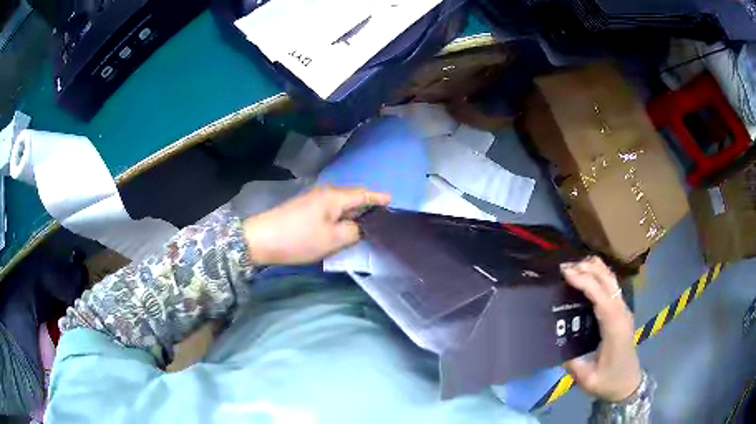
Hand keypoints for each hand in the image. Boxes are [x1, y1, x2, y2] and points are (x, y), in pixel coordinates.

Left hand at [242, 186, 389, 264]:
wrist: (261, 239)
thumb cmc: (299, 239)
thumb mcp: (332, 239)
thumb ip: (353, 232)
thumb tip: (359, 227)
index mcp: (334, 196)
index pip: (363, 194)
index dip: (378, 198)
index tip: (392, 201)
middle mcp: (325, 192)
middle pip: (353, 196)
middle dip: (368, 205)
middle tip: (383, 218)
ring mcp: (313, 199)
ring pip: (341, 203)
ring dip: (353, 211)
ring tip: (366, 223)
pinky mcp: (305, 208)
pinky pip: (330, 209)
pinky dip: (341, 215)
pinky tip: (343, 225)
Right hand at [561, 256, 641, 401]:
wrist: (628, 384)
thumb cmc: (609, 381)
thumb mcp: (587, 379)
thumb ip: (572, 362)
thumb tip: (557, 342)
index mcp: (615, 327)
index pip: (601, 296)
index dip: (584, 281)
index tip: (565, 273)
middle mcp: (621, 312)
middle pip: (608, 280)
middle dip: (587, 269)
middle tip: (563, 267)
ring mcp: (623, 309)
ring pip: (611, 279)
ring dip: (594, 269)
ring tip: (573, 268)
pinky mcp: (621, 311)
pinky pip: (611, 286)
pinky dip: (598, 275)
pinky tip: (587, 277)